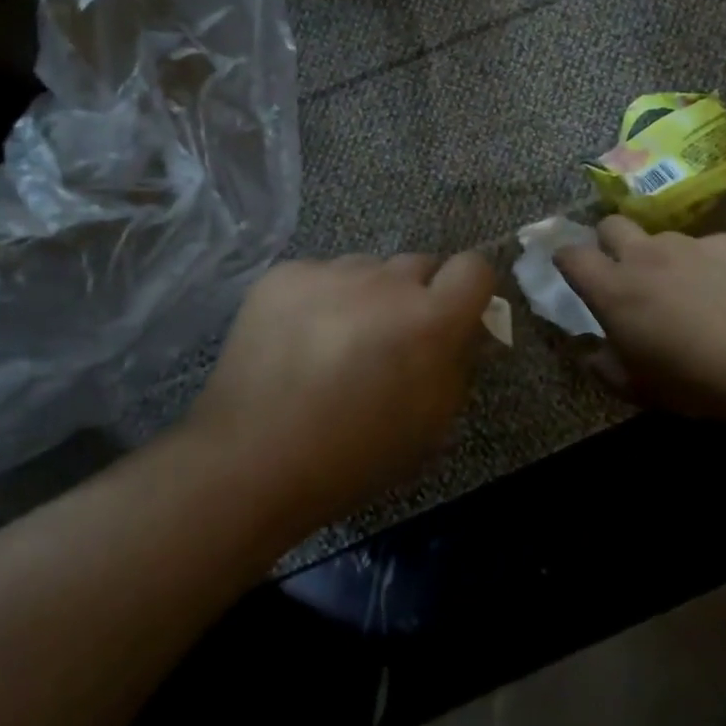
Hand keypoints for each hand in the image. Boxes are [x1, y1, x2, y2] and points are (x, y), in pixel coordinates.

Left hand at [189, 252, 496, 530]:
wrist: (251, 460)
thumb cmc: (353, 457)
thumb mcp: (430, 425)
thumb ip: (458, 365)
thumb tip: (467, 329)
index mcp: (429, 320)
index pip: (474, 267)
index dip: (469, 290)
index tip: (455, 316)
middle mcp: (383, 282)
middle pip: (418, 265)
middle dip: (414, 296)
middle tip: (389, 340)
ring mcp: (329, 272)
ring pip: (367, 269)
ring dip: (366, 295)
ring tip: (336, 342)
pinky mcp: (284, 274)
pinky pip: (321, 274)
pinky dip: (320, 299)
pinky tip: (298, 340)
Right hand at [554, 217, 725, 417]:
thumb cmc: (692, 381)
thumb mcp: (635, 387)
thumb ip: (602, 364)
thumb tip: (591, 350)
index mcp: (612, 288)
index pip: (571, 255)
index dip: (567, 259)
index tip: (572, 270)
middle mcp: (644, 255)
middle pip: (611, 225)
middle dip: (610, 241)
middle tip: (626, 272)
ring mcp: (690, 244)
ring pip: (663, 239)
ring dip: (664, 258)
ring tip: (688, 290)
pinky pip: (709, 248)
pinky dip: (710, 265)